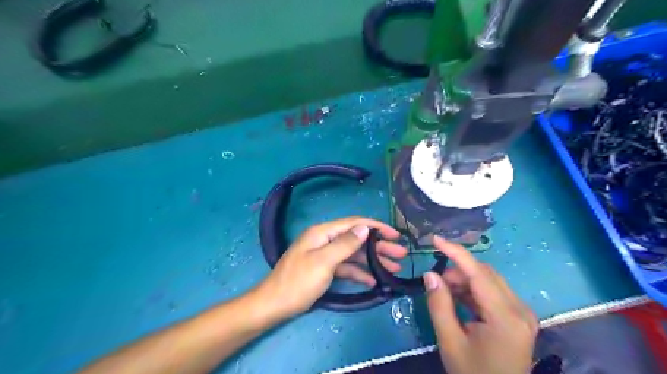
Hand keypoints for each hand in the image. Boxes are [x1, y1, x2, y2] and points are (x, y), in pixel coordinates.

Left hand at [257, 216, 405, 318]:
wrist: (274, 305)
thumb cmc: (298, 282)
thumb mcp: (323, 262)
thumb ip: (345, 244)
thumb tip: (364, 227)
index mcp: (323, 233)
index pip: (354, 223)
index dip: (376, 227)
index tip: (395, 234)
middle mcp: (325, 240)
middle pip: (356, 239)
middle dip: (379, 246)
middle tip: (400, 254)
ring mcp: (325, 255)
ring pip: (354, 254)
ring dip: (373, 260)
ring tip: (394, 267)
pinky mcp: (325, 269)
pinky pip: (346, 267)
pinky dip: (359, 272)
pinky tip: (374, 280)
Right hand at [424, 237, 538, 373]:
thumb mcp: (450, 342)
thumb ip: (439, 305)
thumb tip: (429, 274)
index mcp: (505, 317)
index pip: (478, 273)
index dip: (455, 252)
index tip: (435, 239)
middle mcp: (519, 309)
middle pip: (485, 274)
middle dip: (457, 271)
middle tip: (436, 281)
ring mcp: (522, 313)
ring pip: (489, 281)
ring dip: (464, 281)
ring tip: (445, 292)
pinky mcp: (518, 317)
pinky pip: (493, 292)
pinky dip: (473, 291)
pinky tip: (458, 299)